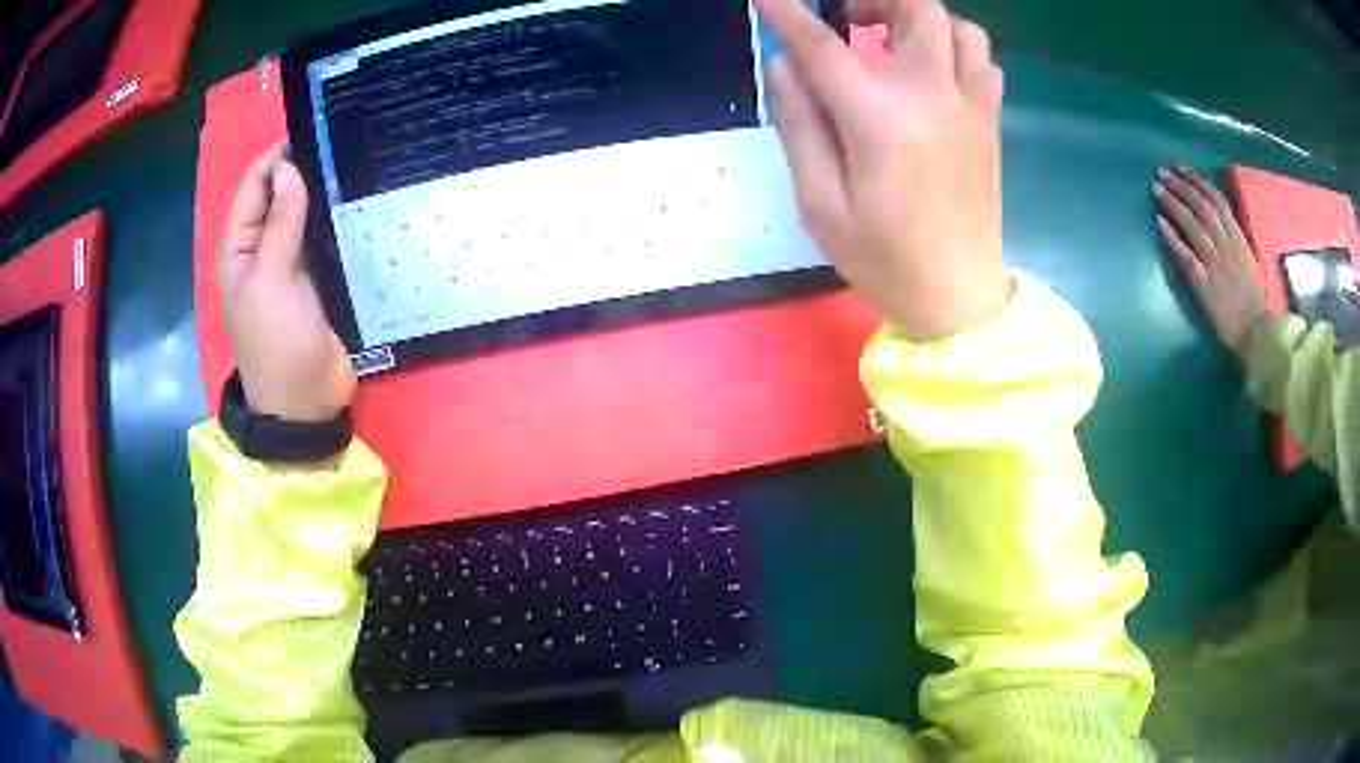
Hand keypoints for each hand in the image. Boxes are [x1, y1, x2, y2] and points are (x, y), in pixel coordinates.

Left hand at [218, 141, 354, 421]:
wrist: (305, 403)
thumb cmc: (277, 343)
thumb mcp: (271, 279)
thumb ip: (280, 223)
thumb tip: (287, 168)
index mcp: (240, 248)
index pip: (255, 187)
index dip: (278, 155)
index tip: (314, 125)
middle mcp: (262, 250)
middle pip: (280, 196)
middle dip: (304, 168)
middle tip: (345, 136)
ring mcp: (290, 264)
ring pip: (304, 214)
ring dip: (324, 191)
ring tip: (358, 158)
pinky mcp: (318, 279)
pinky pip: (324, 238)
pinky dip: (338, 218)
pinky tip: (361, 199)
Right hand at [759, 0, 1009, 340]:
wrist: (959, 298)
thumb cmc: (884, 260)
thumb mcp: (820, 205)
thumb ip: (798, 125)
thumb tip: (784, 63)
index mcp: (882, 123)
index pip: (826, 47)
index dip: (790, 14)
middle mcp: (934, 100)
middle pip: (921, 9)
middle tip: (848, 16)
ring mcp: (972, 109)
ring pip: (962, 29)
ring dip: (922, 19)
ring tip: (891, 39)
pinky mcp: (990, 124)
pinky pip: (982, 62)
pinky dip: (954, 48)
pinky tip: (931, 70)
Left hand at [1153, 165, 1267, 353]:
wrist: (1256, 336)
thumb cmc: (1254, 301)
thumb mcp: (1249, 260)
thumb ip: (1235, 239)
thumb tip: (1218, 216)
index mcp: (1240, 240)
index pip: (1218, 202)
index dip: (1198, 182)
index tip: (1182, 169)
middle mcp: (1227, 247)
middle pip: (1202, 208)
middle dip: (1181, 186)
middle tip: (1162, 172)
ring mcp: (1216, 265)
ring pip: (1193, 226)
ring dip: (1174, 204)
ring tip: (1157, 188)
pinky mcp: (1205, 286)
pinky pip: (1187, 257)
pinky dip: (1173, 238)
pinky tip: (1159, 222)